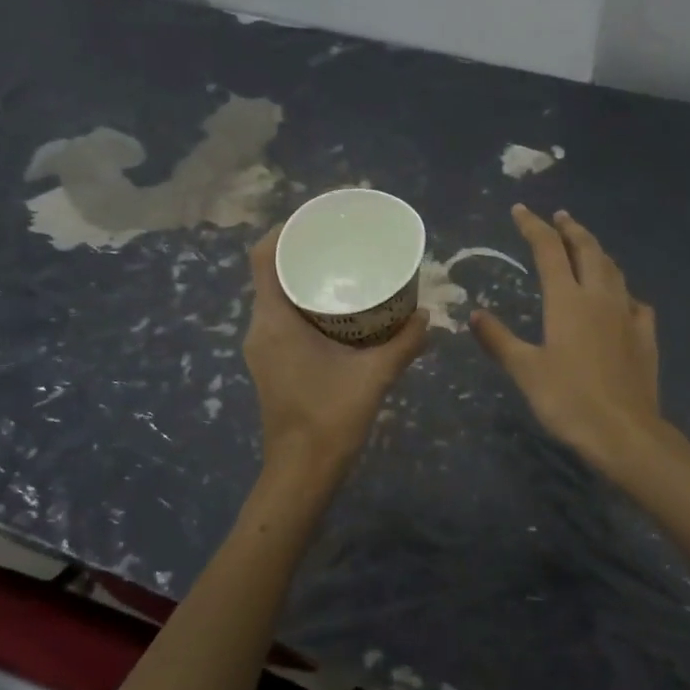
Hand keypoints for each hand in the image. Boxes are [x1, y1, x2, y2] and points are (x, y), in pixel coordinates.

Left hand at [244, 226, 429, 476]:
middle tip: (342, 238)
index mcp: (274, 321)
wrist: (301, 472)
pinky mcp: (271, 362)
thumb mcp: (375, 376)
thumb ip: (404, 342)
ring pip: (276, 295)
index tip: (319, 217)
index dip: (286, 228)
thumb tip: (429, 314)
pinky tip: (339, 309)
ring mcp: (262, 347)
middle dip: (303, 250)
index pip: (264, 256)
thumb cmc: (330, 419)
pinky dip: (305, 302)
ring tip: (343, 266)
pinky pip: (282, 316)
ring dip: (303, 277)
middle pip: (271, 271)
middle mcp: (260, 328)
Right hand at [470, 205, 663, 471]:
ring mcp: (627, 315)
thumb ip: (499, 339)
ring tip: (587, 246)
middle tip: (560, 216)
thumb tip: (475, 314)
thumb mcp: (525, 370)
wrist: (624, 432)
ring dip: (598, 251)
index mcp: (567, 301)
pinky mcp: (645, 336)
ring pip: (614, 270)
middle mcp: (599, 298)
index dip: (533, 226)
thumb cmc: (568, 400)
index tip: (520, 210)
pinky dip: (623, 291)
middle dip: (572, 229)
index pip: (548, 250)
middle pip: (588, 250)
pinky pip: (635, 302)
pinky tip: (622, 299)